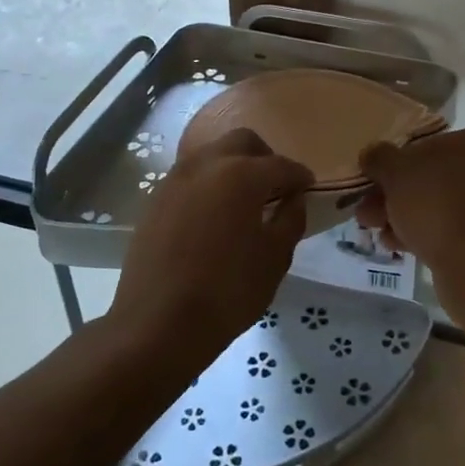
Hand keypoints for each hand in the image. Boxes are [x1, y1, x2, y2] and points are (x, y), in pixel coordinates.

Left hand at [110, 128, 312, 364]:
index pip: (281, 165)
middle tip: (276, 188)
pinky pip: (190, 176)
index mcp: (242, 174)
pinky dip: (209, 183)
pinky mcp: (156, 198)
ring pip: (212, 154)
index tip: (308, 189)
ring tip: (244, 200)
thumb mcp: (275, 258)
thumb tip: (293, 199)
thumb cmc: (228, 291)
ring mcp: (176, 178)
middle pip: (242, 142)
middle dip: (264, 157)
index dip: (300, 176)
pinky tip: (214, 215)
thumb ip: (291, 219)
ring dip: (233, 166)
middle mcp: (206, 164)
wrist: (157, 324)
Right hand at [355, 127, 464, 272]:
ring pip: (440, 205)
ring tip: (376, 232)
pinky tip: (398, 246)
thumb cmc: (437, 203)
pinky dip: (426, 234)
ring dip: (405, 216)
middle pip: (431, 178)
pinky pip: (452, 229)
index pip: (428, 145)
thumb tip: (371, 154)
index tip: (373, 183)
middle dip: (395, 196)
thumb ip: (380, 158)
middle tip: (368, 213)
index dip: (395, 164)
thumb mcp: (395, 172)